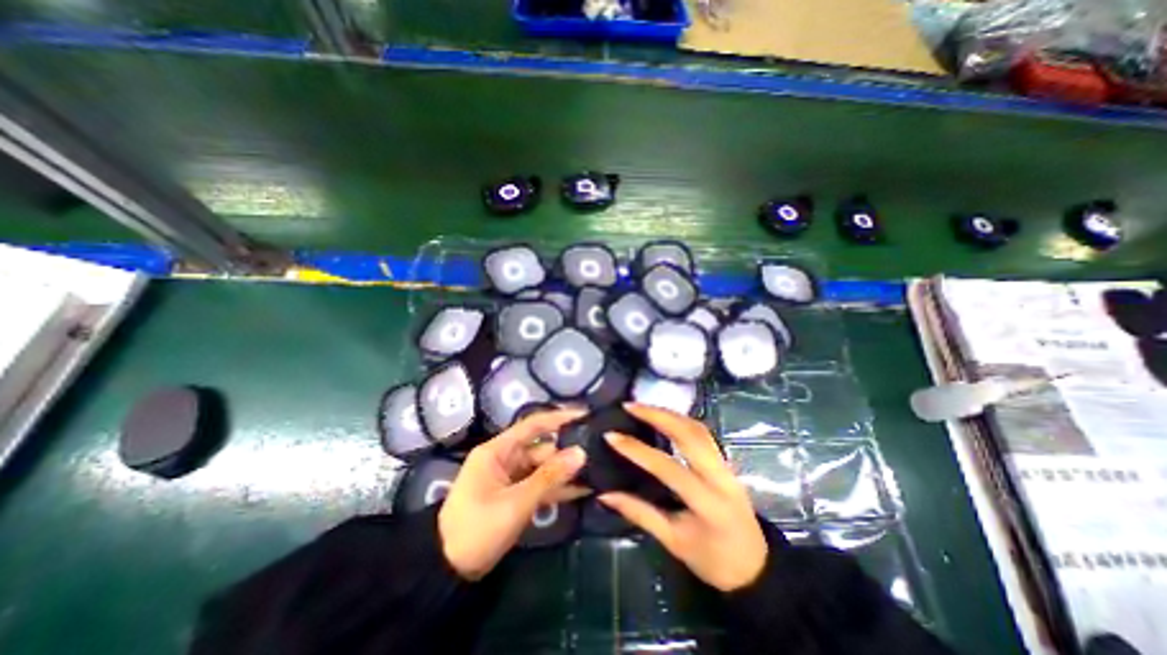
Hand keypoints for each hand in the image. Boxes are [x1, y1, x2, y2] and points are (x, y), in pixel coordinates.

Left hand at [437, 408, 587, 577]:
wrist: (446, 572)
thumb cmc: (476, 529)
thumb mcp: (516, 503)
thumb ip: (550, 477)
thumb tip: (581, 452)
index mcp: (498, 450)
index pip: (533, 425)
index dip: (560, 418)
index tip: (586, 415)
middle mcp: (505, 458)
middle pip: (542, 448)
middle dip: (568, 451)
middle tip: (599, 453)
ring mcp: (511, 478)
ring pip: (544, 468)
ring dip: (566, 472)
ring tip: (597, 470)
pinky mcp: (515, 495)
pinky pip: (540, 485)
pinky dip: (558, 488)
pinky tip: (583, 489)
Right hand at [597, 402, 772, 590]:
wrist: (756, 567)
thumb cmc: (713, 560)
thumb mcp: (673, 541)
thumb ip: (640, 513)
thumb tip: (605, 495)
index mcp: (708, 503)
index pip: (668, 467)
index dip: (637, 450)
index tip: (611, 436)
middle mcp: (721, 476)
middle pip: (689, 434)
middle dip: (657, 415)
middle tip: (630, 406)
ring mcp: (727, 465)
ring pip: (698, 428)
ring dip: (669, 413)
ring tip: (643, 406)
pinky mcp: (726, 461)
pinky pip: (703, 432)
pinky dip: (681, 420)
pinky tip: (665, 416)